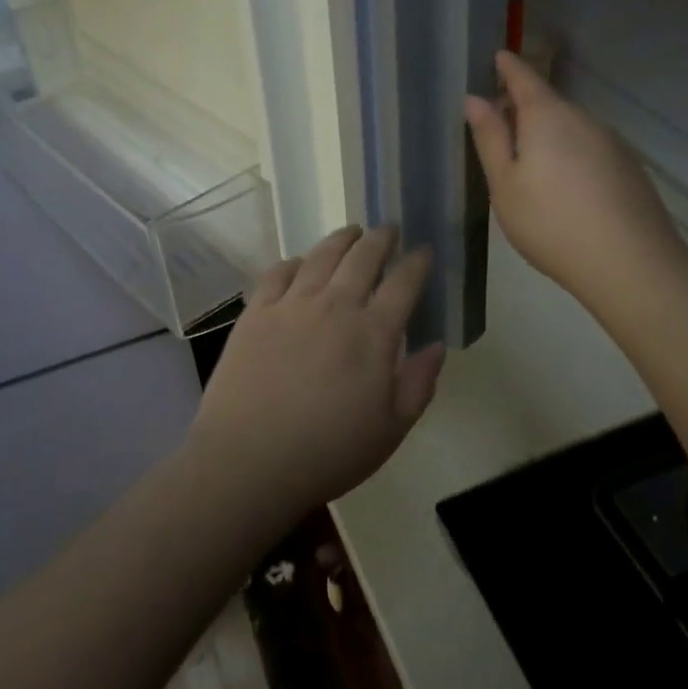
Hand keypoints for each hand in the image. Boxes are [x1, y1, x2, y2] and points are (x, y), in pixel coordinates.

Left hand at [188, 225, 445, 519]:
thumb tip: (438, 346)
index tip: (424, 251)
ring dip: (341, 239)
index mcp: (373, 333)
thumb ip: (419, 383)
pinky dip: (294, 262)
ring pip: (322, 255)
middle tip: (388, 229)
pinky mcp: (256, 311)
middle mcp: (335, 305)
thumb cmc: (328, 452)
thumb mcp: (390, 430)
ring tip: (351, 232)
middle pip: (363, 257)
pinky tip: (299, 264)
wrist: (249, 458)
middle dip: (381, 238)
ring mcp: (292, 304)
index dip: (417, 262)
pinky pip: (278, 272)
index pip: (403, 283)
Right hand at [464, 51, 682, 306]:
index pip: (525, 78)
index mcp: (548, 117)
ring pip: (571, 129)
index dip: (509, 67)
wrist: (632, 265)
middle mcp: (584, 119)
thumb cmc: (552, 222)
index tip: (499, 57)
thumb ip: (490, 138)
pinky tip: (565, 190)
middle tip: (499, 128)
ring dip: (548, 136)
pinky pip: (590, 150)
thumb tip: (475, 99)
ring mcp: (612, 143)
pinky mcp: (630, 168)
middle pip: (549, 104)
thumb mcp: (505, 184)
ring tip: (529, 168)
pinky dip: (571, 156)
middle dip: (524, 108)